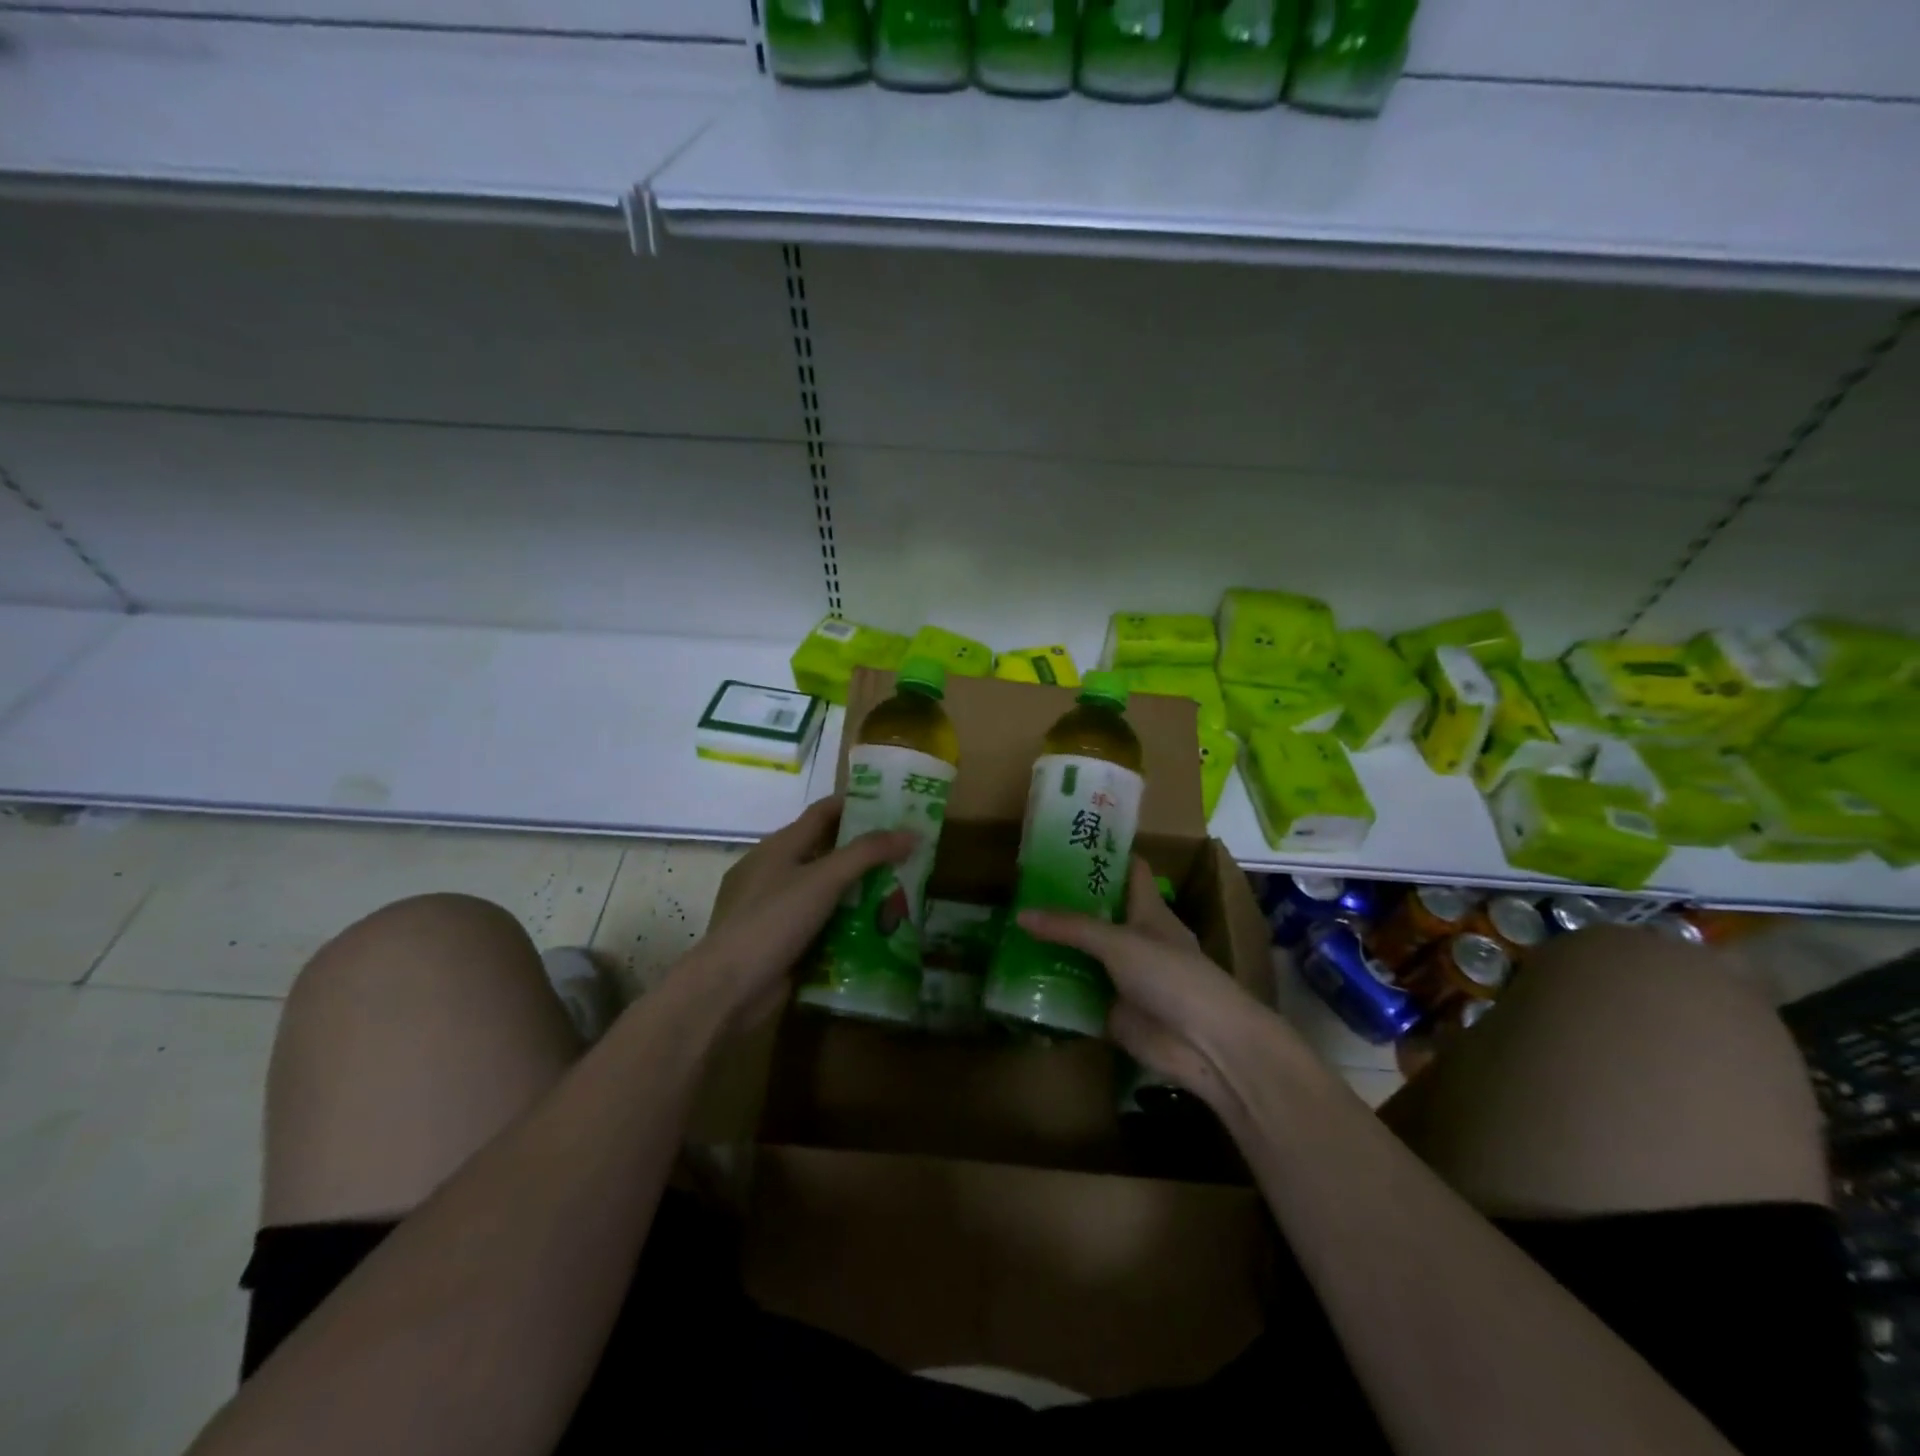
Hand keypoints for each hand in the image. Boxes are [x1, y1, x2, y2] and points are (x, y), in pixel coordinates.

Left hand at [689, 797, 913, 1033]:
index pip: (822, 813)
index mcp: (779, 846)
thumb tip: (912, 832)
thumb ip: (867, 853)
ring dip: (860, 891)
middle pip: (827, 852)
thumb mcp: (824, 880)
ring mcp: (775, 909)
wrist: (728, 989)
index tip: (894, 806)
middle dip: (865, 852)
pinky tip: (877, 930)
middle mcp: (775, 872)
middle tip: (908, 852)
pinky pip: (821, 924)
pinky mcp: (780, 942)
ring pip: (826, 891)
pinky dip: (846, 924)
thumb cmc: (772, 921)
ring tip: (903, 890)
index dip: (856, 804)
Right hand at [1016, 856, 1278, 1111]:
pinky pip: (1078, 994)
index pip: (1129, 870)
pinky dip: (1054, 989)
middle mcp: (1135, 939)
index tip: (1065, 842)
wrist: (1204, 1044)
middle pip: (1098, 913)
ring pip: (1084, 954)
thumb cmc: (1171, 976)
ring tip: (1011, 929)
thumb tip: (1020, 914)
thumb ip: (1070, 927)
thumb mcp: (1119, 942)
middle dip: (1064, 902)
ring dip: (1054, 947)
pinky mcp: (1113, 1011)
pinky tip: (1020, 978)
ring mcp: (1124, 976)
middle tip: (1021, 887)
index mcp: (1148, 910)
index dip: (1103, 854)